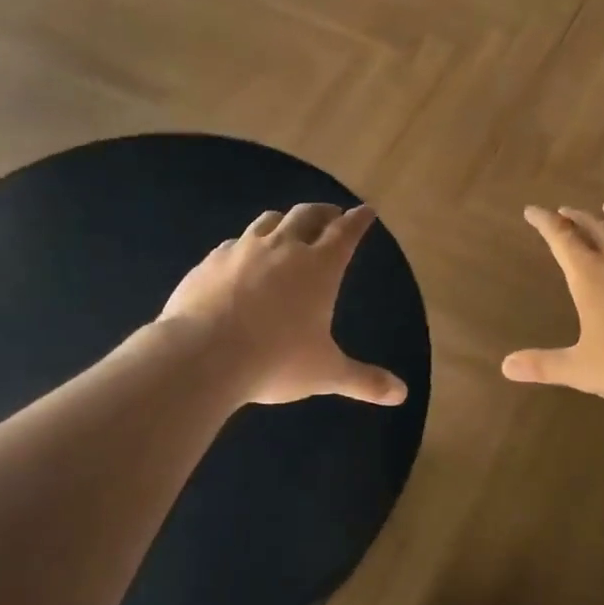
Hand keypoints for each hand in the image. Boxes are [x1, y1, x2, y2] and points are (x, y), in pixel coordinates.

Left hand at [153, 203, 407, 407]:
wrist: (201, 354)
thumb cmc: (275, 360)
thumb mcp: (326, 373)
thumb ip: (364, 380)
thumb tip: (402, 394)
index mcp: (320, 267)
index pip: (346, 232)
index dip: (359, 220)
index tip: (367, 210)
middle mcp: (284, 248)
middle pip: (308, 215)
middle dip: (324, 212)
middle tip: (332, 214)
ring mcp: (243, 250)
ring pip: (269, 221)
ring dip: (285, 220)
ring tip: (289, 227)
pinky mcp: (210, 261)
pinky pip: (235, 242)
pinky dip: (248, 244)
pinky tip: (243, 258)